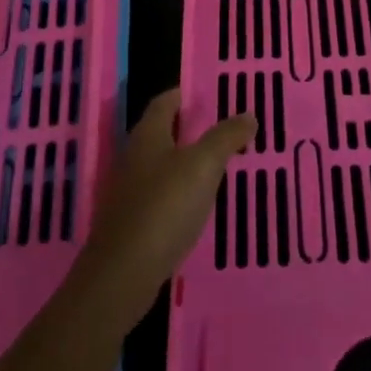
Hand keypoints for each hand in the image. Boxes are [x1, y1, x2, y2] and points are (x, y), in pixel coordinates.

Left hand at [73, 88, 254, 330]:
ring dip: (187, 161)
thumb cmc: (164, 208)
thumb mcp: (203, 166)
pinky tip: (199, 204)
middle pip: (162, 132)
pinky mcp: (132, 222)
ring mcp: (130, 191)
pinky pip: (161, 194)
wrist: (123, 275)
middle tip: (224, 128)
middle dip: (190, 127)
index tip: (212, 94)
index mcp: (148, 135)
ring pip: (162, 164)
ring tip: (219, 164)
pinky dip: (181, 191)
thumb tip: (247, 114)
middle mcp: (134, 157)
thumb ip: (226, 137)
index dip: (185, 94)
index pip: (165, 101)